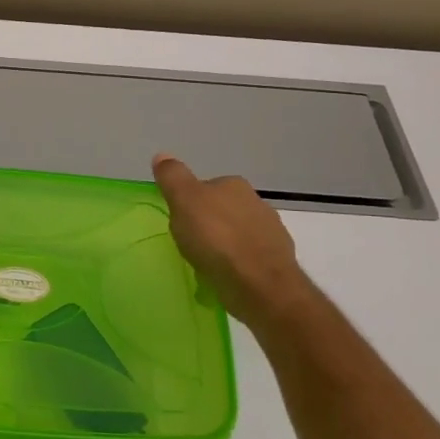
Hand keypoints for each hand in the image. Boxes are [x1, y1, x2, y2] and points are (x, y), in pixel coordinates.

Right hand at [151, 154, 315, 332]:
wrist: (258, 283)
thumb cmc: (216, 238)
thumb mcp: (184, 201)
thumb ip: (173, 177)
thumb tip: (162, 155)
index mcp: (234, 185)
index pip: (206, 187)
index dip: (189, 202)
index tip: (179, 221)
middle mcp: (257, 202)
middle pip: (223, 209)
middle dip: (208, 223)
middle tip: (189, 242)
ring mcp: (271, 232)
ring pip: (237, 233)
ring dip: (223, 244)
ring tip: (205, 263)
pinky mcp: (277, 261)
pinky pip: (248, 257)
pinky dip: (236, 264)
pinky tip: (224, 276)